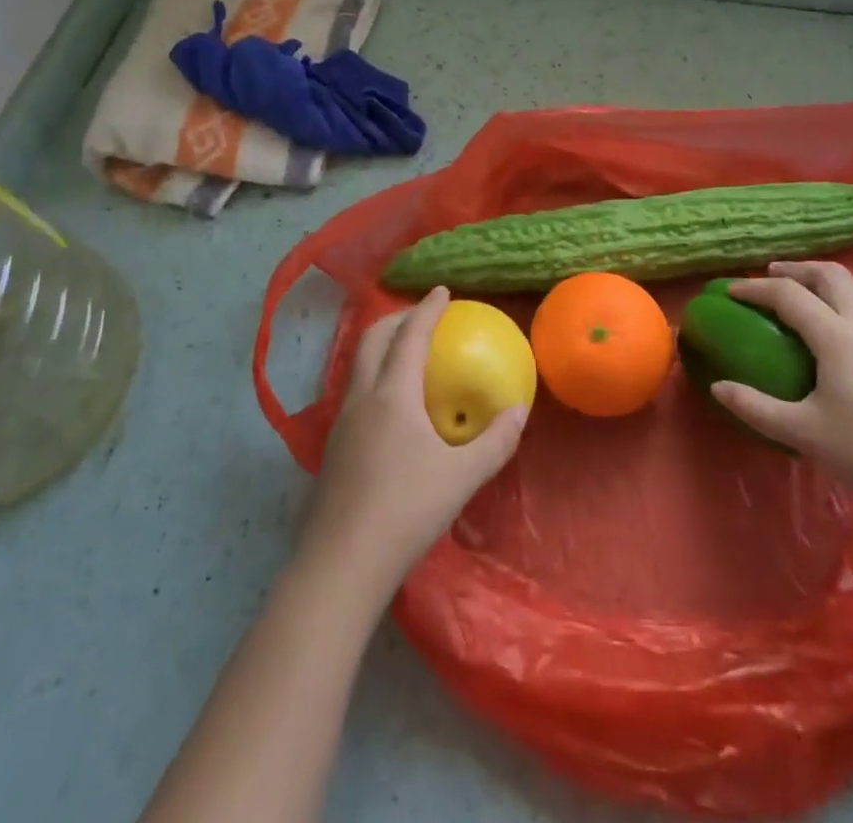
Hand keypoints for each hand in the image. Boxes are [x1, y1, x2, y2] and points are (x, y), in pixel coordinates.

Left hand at [297, 288, 527, 593]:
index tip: (442, 291)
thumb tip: (519, 411)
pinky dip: (374, 375)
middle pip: (372, 339)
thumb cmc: (407, 510)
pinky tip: (391, 406)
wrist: (342, 562)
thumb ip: (495, 441)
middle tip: (422, 317)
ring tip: (406, 354)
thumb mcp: (462, 477)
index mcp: (392, 394)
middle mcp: (362, 397)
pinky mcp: (333, 447)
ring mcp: (342, 422)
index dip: (427, 309)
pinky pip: (355, 391)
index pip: (410, 336)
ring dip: (381, 346)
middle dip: (396, 319)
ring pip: (358, 364)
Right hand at [711, 261, 852, 516]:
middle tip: (769, 277)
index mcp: (837, 336)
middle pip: (830, 275)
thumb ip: (755, 407)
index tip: (729, 290)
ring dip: (822, 281)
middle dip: (796, 269)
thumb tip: (717, 387)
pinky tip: (834, 330)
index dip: (755, 288)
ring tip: (800, 296)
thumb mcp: (803, 432)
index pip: (789, 294)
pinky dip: (842, 301)